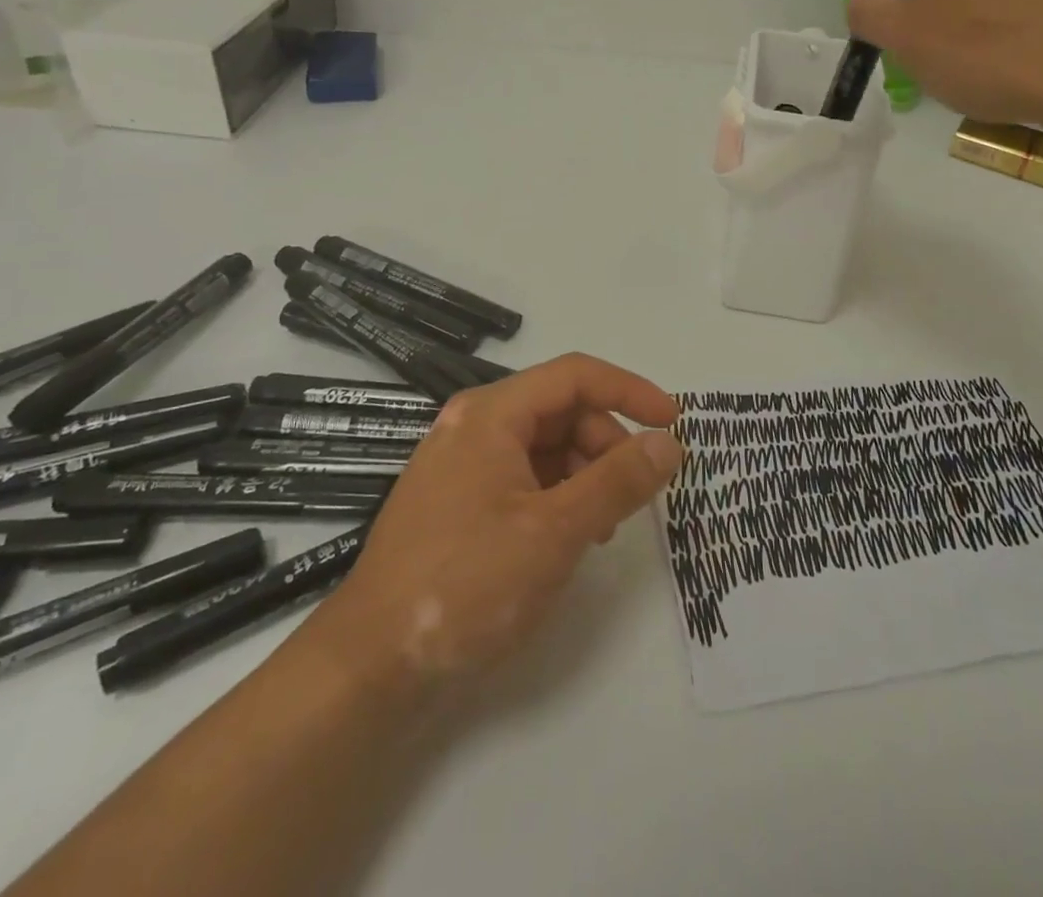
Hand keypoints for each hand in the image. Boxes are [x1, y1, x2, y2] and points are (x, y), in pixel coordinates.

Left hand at [303, 354, 683, 699]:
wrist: (370, 666)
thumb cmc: (466, 584)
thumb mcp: (556, 531)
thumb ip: (618, 481)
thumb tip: (668, 443)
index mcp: (490, 414)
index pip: (576, 375)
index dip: (630, 391)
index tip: (672, 423)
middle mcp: (473, 425)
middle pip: (561, 409)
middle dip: (607, 443)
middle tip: (634, 493)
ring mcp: (461, 464)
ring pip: (544, 445)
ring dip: (585, 473)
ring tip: (602, 526)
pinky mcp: (457, 501)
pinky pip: (523, 477)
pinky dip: (557, 496)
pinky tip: (569, 538)